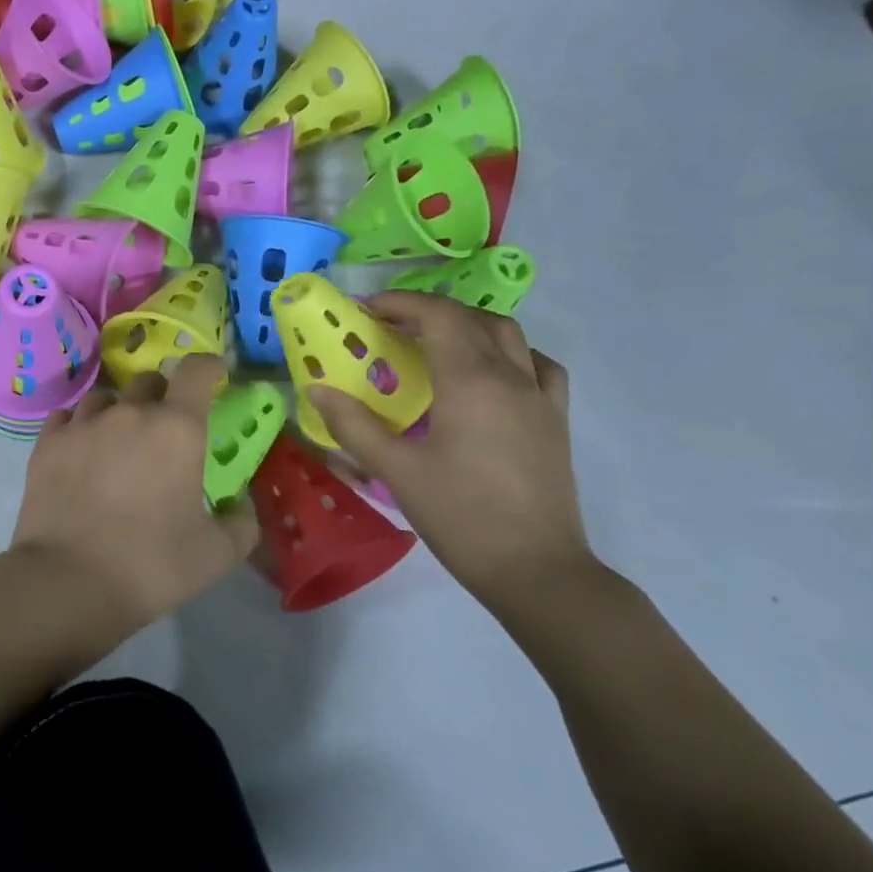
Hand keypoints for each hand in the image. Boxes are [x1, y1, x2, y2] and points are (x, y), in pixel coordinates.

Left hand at [13, 355, 259, 624]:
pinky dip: (79, 426)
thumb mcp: (216, 555)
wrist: (68, 581)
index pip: (197, 371)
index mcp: (177, 429)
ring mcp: (83, 425)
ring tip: (118, 440)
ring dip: (118, 410)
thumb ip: (241, 524)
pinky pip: (67, 417)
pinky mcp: (47, 443)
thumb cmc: (151, 565)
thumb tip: (241, 507)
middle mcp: (130, 413)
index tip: (214, 375)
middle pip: (149, 381)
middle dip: (163, 396)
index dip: (209, 367)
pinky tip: (80, 450)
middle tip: (165, 428)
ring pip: (105, 398)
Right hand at [307, 291, 594, 607]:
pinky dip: (510, 351)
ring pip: (508, 335)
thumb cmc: (459, 515)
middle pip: (472, 318)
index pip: (438, 316)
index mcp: (470, 381)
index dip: (401, 303)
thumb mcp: (396, 471)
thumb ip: (354, 425)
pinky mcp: (555, 419)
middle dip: (429, 311)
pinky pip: (538, 365)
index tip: (367, 310)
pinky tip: (492, 371)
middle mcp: (510, 376)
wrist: (534, 568)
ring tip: (435, 341)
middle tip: (391, 326)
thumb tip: (316, 389)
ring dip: (469, 324)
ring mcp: (539, 396)